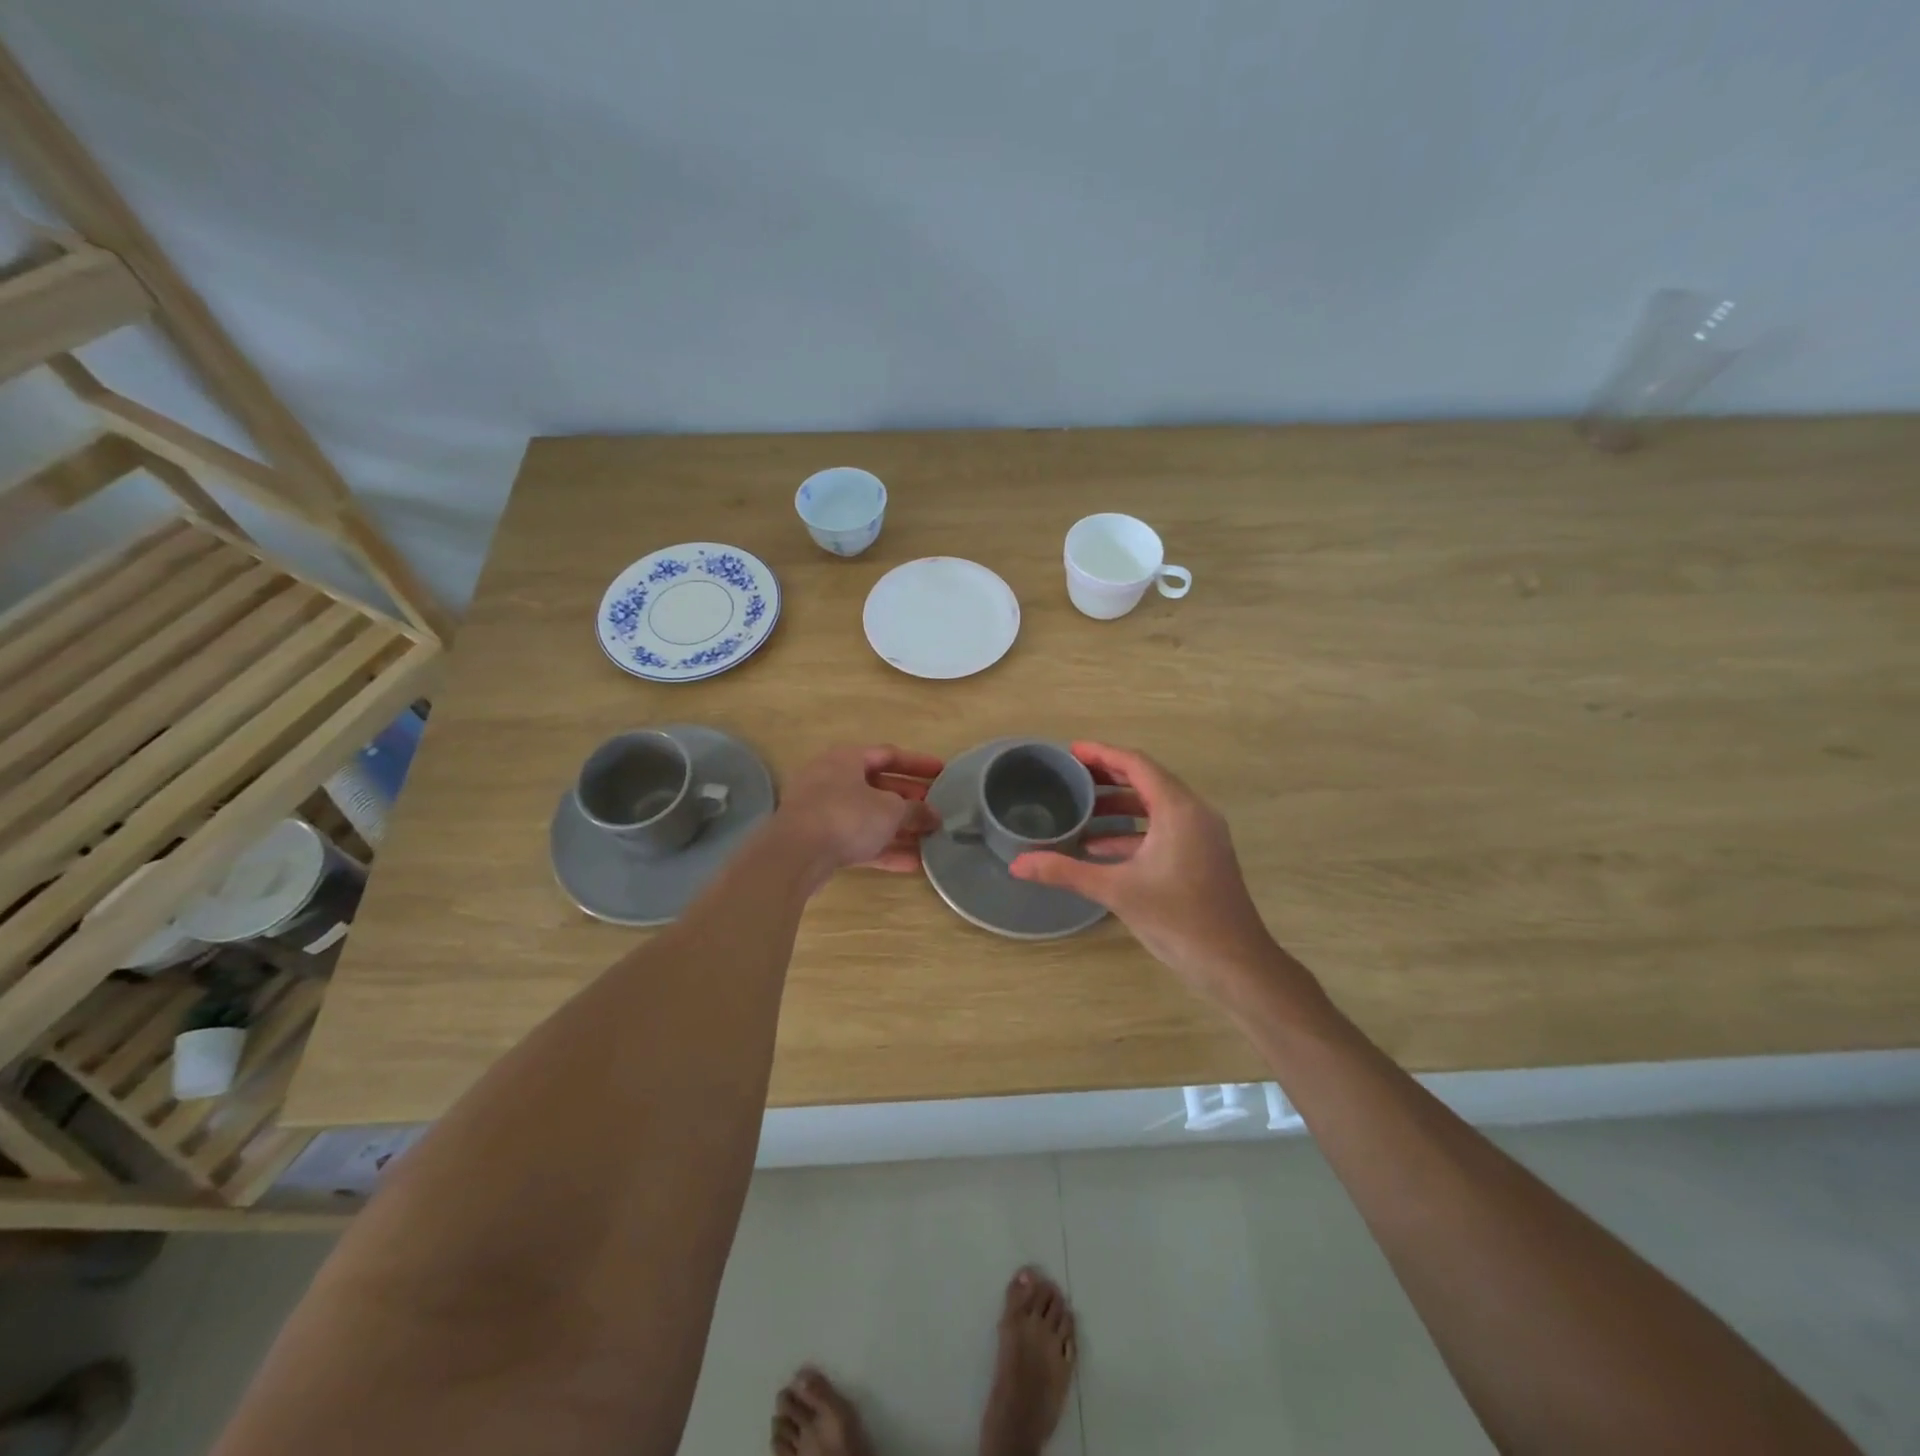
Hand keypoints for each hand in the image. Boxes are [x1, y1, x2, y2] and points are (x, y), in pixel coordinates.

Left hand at [776, 744, 943, 883]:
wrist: (795, 854)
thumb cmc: (846, 816)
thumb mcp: (890, 810)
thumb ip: (916, 811)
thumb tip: (934, 816)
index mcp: (847, 759)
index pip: (889, 754)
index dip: (917, 763)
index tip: (942, 773)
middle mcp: (832, 779)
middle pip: (878, 786)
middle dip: (909, 800)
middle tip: (936, 809)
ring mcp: (822, 811)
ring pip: (868, 816)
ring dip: (899, 828)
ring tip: (928, 839)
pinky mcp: (819, 841)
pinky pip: (857, 841)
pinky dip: (883, 849)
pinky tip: (911, 863)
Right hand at [1008, 743, 1303, 1004]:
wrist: (1234, 963)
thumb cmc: (1178, 919)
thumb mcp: (1116, 891)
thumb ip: (1066, 872)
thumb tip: (1017, 865)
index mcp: (1178, 809)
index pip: (1137, 765)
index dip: (1102, 754)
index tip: (1070, 752)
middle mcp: (1194, 813)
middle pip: (1147, 780)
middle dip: (1107, 777)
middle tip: (1069, 777)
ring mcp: (1201, 835)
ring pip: (1155, 805)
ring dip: (1119, 805)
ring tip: (1079, 809)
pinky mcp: (1202, 855)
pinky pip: (1163, 827)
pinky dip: (1132, 830)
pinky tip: (1099, 846)